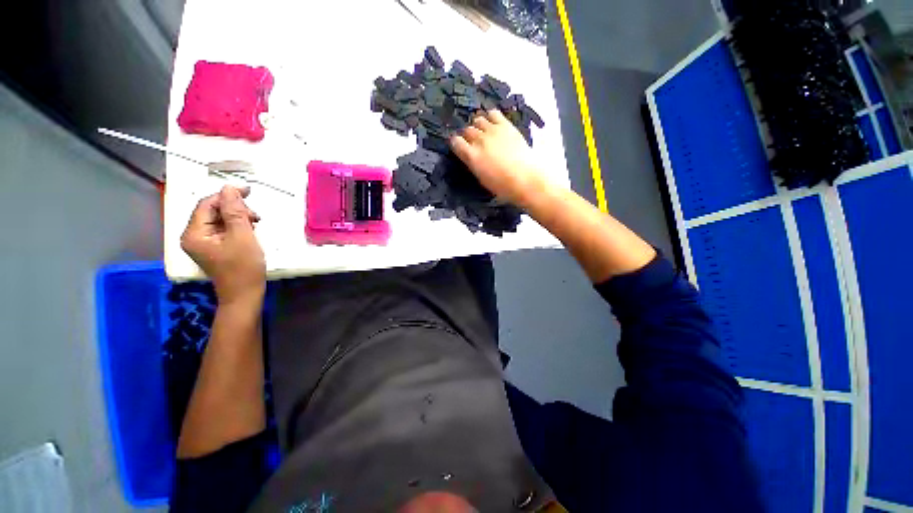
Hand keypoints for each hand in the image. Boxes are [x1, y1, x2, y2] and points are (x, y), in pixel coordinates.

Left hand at [181, 185, 264, 305]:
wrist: (245, 294)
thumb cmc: (244, 267)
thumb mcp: (242, 236)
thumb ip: (234, 211)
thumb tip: (229, 188)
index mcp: (194, 233)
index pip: (207, 204)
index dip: (227, 195)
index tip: (249, 190)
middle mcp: (193, 235)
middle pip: (212, 211)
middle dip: (234, 209)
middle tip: (256, 216)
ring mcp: (203, 242)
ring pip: (219, 219)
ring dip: (238, 217)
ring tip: (255, 224)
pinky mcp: (213, 247)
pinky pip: (223, 229)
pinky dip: (237, 226)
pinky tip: (249, 230)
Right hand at [449, 110, 548, 206]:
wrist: (525, 179)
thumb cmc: (503, 186)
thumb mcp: (482, 179)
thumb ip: (474, 164)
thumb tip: (471, 157)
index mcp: (471, 156)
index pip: (456, 142)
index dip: (456, 143)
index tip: (459, 146)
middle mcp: (479, 140)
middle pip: (467, 130)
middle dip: (468, 135)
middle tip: (473, 141)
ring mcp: (492, 131)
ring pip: (478, 120)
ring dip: (478, 125)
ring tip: (483, 131)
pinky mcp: (506, 125)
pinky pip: (493, 113)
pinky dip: (490, 117)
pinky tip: (493, 123)